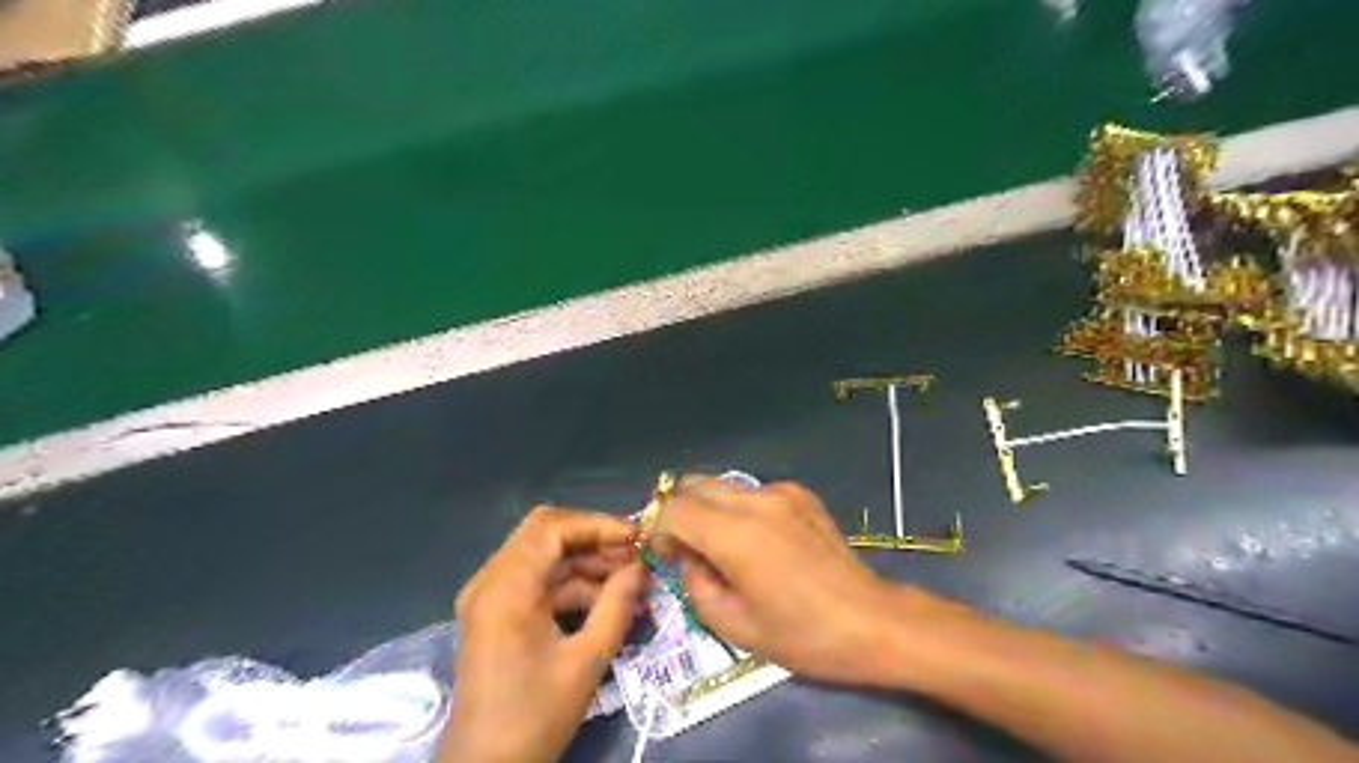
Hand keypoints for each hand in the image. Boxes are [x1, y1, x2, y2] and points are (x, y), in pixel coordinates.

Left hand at [439, 505, 643, 761]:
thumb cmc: (533, 717)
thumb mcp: (585, 662)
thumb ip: (617, 606)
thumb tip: (643, 567)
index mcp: (505, 588)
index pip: (552, 527)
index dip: (597, 525)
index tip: (637, 538)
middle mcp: (491, 581)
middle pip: (545, 533)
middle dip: (593, 539)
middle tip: (634, 554)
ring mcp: (491, 596)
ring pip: (544, 556)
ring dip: (586, 562)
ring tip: (630, 580)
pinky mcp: (497, 613)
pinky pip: (538, 581)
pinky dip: (572, 584)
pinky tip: (606, 601)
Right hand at [667, 479, 946, 681]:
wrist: (872, 621)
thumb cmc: (804, 636)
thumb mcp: (736, 627)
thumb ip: (696, 587)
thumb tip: (688, 559)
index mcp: (736, 536)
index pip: (674, 509)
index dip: (658, 530)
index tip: (666, 556)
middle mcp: (755, 502)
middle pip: (694, 485)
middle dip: (680, 513)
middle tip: (688, 549)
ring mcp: (781, 492)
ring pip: (722, 485)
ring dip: (709, 509)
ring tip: (725, 548)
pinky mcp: (801, 494)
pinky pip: (752, 492)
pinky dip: (740, 510)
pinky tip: (762, 542)